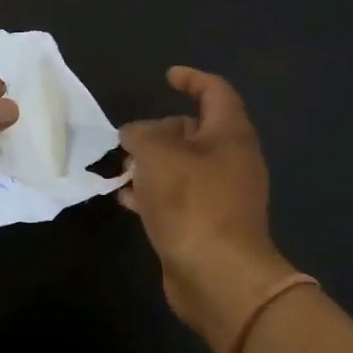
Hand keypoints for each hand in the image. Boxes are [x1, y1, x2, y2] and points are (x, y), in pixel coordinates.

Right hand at [119, 66, 303, 352]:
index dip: (192, 79)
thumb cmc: (192, 201)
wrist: (217, 275)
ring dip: (152, 163)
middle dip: (161, 130)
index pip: (216, 92)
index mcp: (230, 135)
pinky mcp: (206, 225)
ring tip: (121, 167)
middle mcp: (231, 161)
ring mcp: (221, 196)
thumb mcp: (156, 154)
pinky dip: (153, 192)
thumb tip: (134, 135)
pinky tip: (126, 197)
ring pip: (183, 167)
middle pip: (195, 132)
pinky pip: (177, 197)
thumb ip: (140, 135)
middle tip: (130, 137)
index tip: (167, 77)